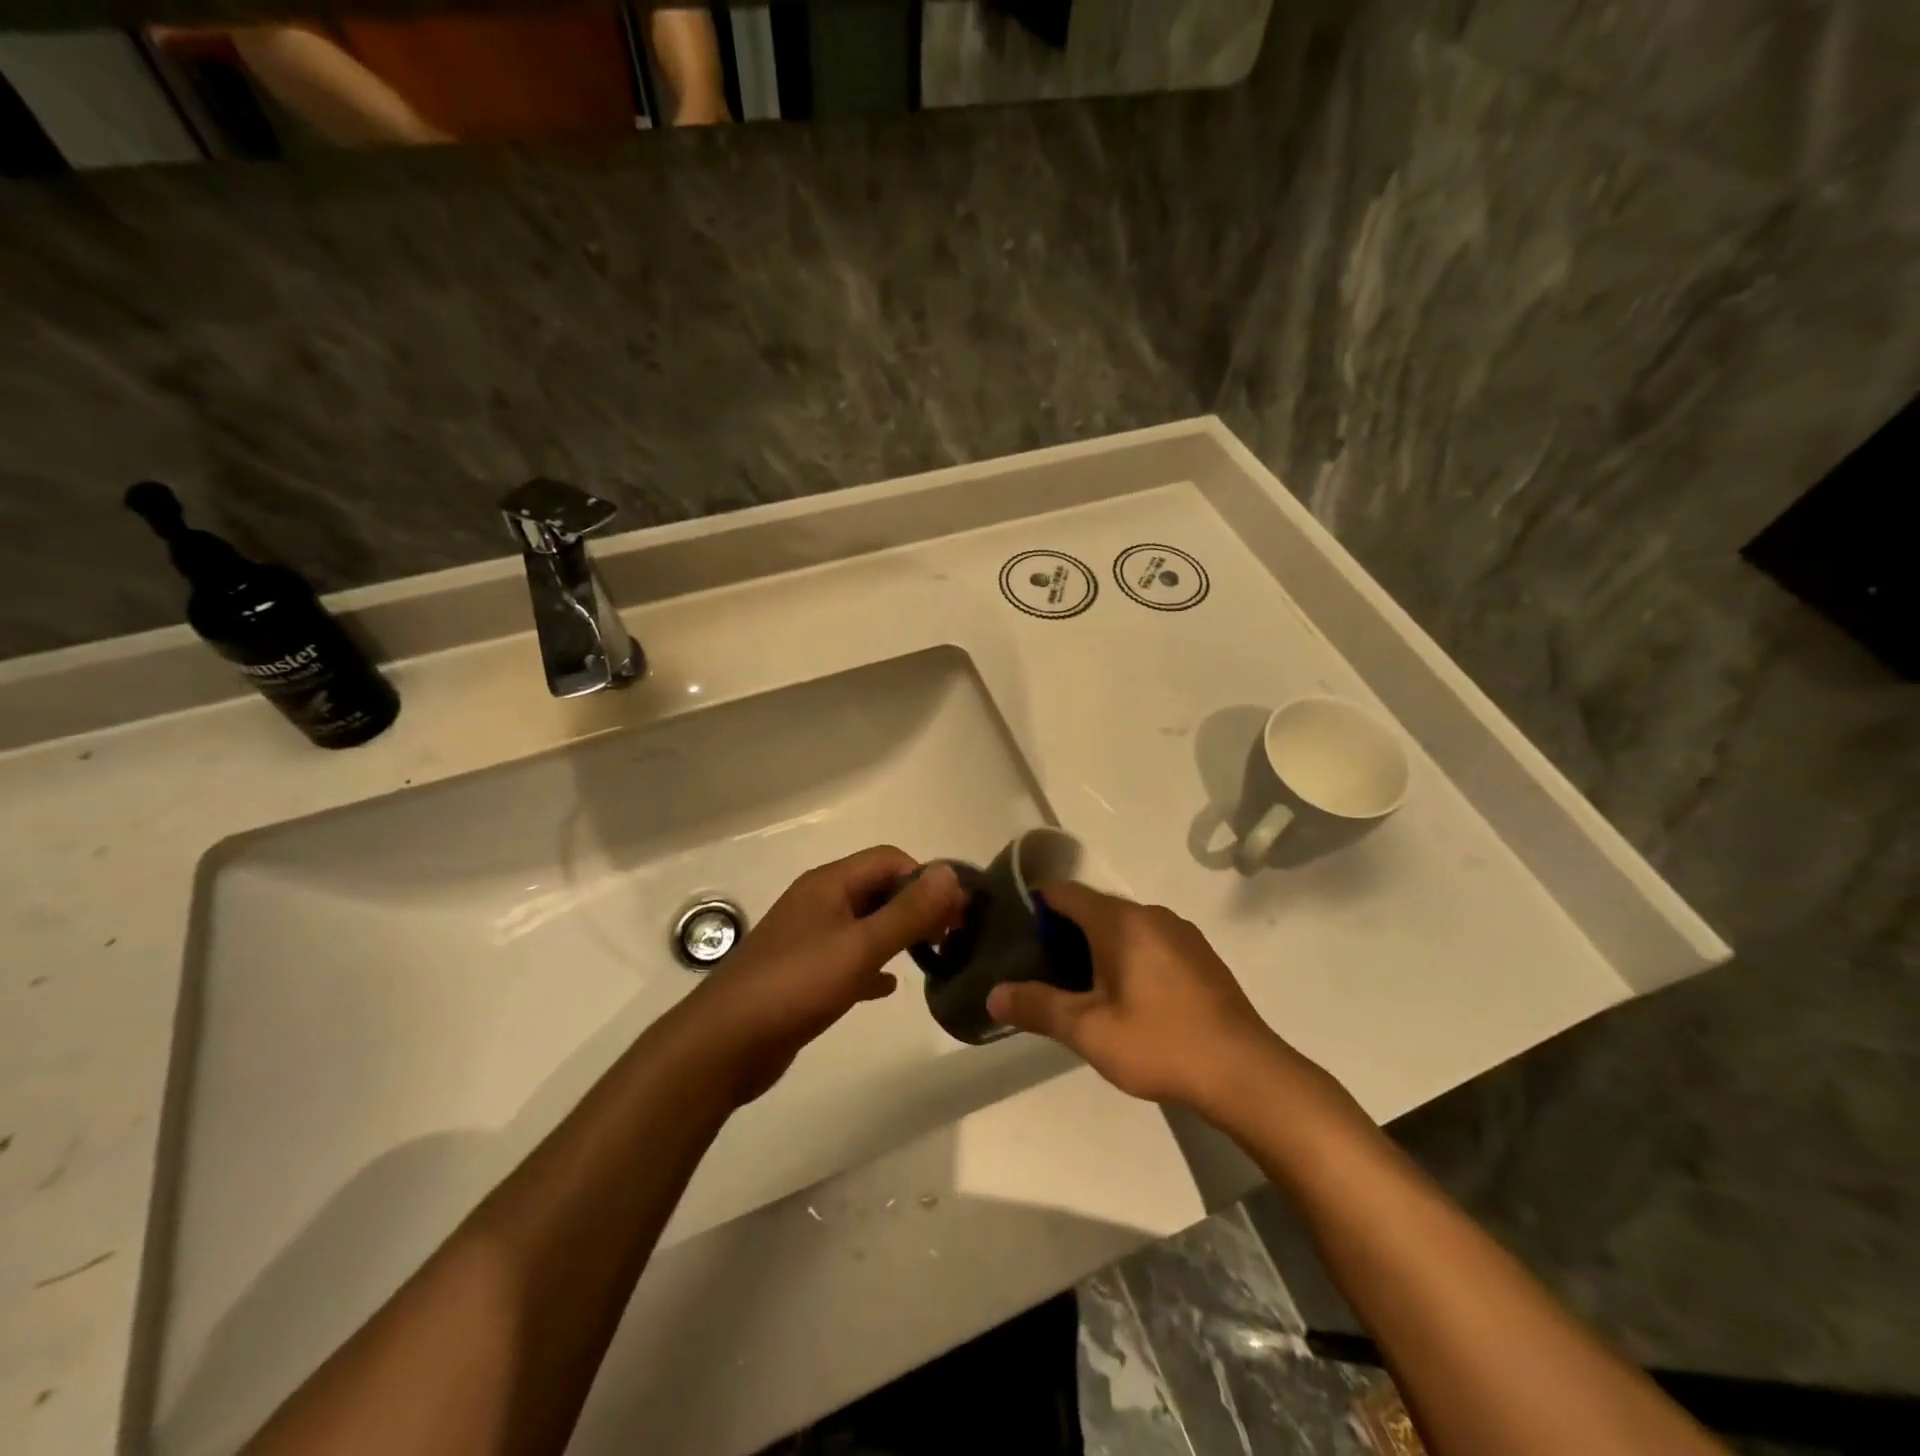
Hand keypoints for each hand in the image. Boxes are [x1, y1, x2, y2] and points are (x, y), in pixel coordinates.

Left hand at [683, 847, 964, 1102]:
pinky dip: (873, 965)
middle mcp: (818, 903)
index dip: (925, 878)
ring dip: (898, 934)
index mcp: (829, 884)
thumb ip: (908, 912)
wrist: (724, 1044)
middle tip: (951, 936)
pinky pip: (848, 958)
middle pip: (878, 889)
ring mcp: (807, 939)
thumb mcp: (860, 946)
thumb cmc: (796, 985)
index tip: (955, 913)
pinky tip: (888, 987)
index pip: (889, 859)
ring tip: (932, 957)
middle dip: (916, 906)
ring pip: (864, 924)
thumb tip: (949, 874)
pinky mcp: (802, 974)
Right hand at [986, 882, 1304, 1114]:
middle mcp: (1151, 914)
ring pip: (1122, 926)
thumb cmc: (1160, 1043)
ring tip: (1079, 990)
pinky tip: (1127, 999)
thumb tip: (993, 994)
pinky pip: (1149, 941)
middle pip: (1092, 908)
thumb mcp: (1089, 1031)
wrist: (1246, 1073)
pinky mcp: (1199, 955)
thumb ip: (1038, 1007)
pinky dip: (1126, 956)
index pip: (1064, 892)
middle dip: (1062, 933)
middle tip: (1042, 972)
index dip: (1033, 907)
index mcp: (1120, 920)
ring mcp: (1181, 933)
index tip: (1014, 936)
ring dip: (1095, 947)